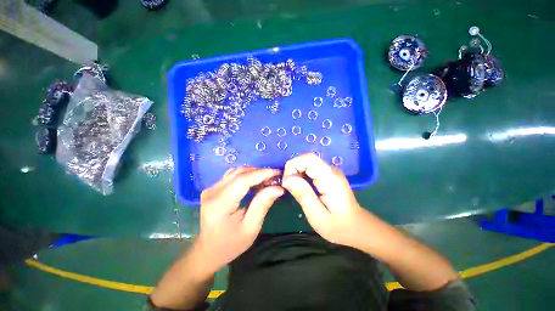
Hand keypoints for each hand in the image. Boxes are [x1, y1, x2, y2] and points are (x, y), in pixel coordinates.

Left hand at [195, 167, 283, 273]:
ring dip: (253, 173)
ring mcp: (211, 189)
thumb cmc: (230, 244)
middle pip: (239, 173)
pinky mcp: (213, 188)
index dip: (262, 173)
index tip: (278, 173)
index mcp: (220, 204)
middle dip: (259, 172)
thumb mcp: (251, 228)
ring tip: (266, 180)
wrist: (208, 251)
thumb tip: (278, 188)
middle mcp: (212, 192)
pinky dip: (246, 176)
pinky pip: (232, 176)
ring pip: (236, 172)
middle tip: (274, 179)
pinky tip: (254, 182)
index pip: (243, 180)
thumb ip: (263, 205)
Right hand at [282, 153, 367, 247]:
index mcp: (330, 178)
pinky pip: (310, 169)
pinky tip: (302, 189)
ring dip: (296, 174)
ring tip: (295, 191)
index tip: (287, 183)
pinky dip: (301, 176)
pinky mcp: (328, 175)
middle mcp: (331, 170)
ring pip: (307, 163)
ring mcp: (330, 171)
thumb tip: (287, 179)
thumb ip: (303, 195)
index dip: (293, 166)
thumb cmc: (338, 227)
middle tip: (289, 189)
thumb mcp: (317, 216)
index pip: (308, 159)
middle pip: (306, 159)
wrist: (357, 228)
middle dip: (293, 170)